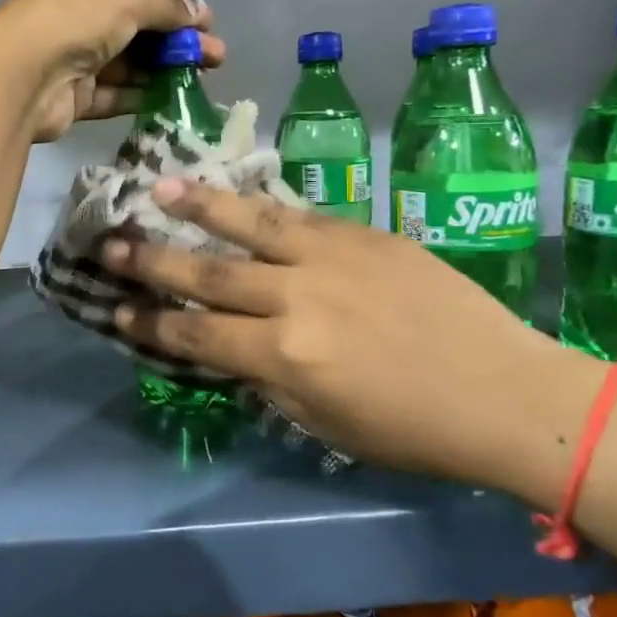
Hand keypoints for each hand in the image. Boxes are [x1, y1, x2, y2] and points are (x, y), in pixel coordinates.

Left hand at [0, 0, 222, 142]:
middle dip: (176, 40)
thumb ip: (166, 5)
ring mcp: (71, 57)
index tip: (208, 23)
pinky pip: (114, 93)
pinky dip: (141, 95)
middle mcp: (74, 15)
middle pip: (135, 27)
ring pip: (127, 62)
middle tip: (215, 57)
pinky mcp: (72, 96)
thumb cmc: (73, 20)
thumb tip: (200, 12)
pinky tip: (171, 99)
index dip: (175, 4)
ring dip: (163, 69)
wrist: (20, 77)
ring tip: (201, 78)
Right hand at [100, 179, 606, 493]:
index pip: (197, 334)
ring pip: (249, 224)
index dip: (151, 323)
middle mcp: (296, 297)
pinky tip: (234, 194)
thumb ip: (266, 378)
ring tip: (158, 187)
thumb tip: (229, 346)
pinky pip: (300, 215)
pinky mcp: (364, 234)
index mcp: (285, 356)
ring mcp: (331, 257)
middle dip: (152, 259)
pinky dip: (259, 206)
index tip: (115, 307)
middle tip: (109, 241)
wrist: (508, 391)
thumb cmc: (414, 429)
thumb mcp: (324, 424)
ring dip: (197, 206)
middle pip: (208, 273)